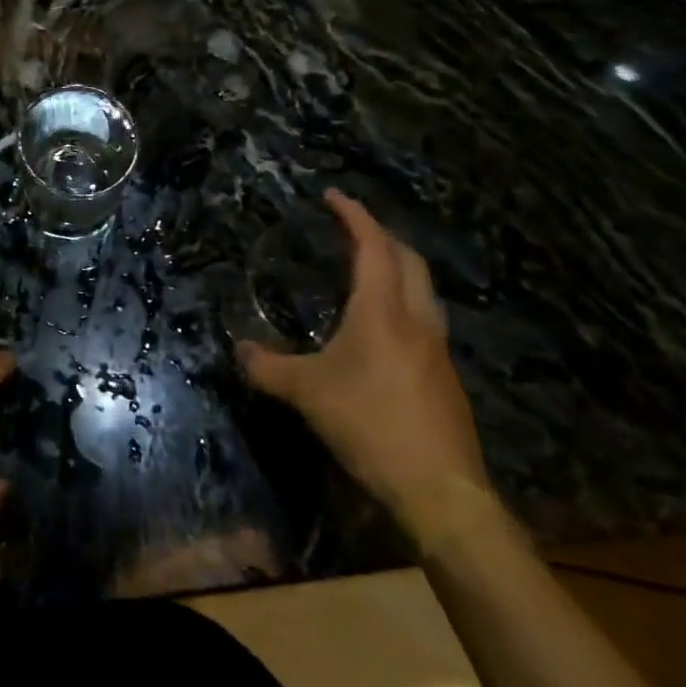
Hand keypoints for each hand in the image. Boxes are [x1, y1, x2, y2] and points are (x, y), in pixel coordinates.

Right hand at [237, 191, 489, 537]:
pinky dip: (404, 304)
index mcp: (383, 311)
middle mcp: (416, 320)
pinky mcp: (446, 379)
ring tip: (368, 271)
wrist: (442, 491)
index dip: (354, 215)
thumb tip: (239, 350)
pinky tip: (384, 330)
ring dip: (399, 269)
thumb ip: (268, 367)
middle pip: (409, 260)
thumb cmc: (370, 425)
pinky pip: (426, 321)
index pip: (373, 246)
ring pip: (424, 290)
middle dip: (382, 236)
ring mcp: (438, 351)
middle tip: (351, 229)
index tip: (333, 195)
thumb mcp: (306, 393)